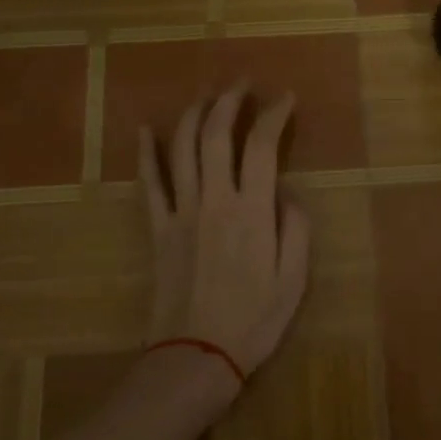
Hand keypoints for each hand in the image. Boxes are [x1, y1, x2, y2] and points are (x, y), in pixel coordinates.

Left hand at [139, 85, 312, 390]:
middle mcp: (214, 200)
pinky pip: (149, 184)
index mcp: (252, 211)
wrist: (195, 356)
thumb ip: (296, 228)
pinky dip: (145, 153)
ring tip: (206, 96)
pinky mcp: (157, 229)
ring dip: (193, 115)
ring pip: (181, 149)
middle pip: (215, 134)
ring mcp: (180, 212)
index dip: (274, 115)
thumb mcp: (294, 280)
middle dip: (229, 100)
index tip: (285, 99)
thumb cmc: (253, 321)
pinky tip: (145, 130)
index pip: (262, 146)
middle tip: (242, 83)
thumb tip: (285, 193)